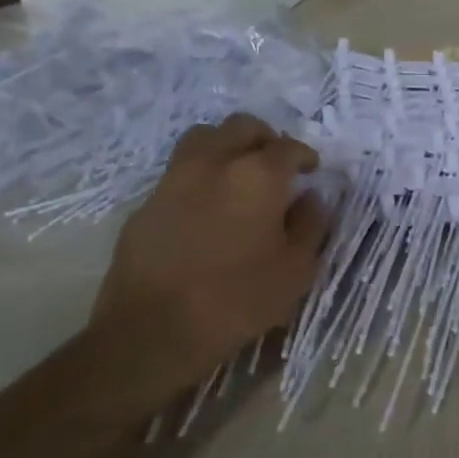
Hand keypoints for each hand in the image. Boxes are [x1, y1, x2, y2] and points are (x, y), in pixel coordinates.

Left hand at [85, 116, 329, 412]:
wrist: (152, 331)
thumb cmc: (238, 299)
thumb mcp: (297, 269)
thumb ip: (310, 225)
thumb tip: (311, 198)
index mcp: (258, 176)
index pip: (288, 147)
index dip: (305, 155)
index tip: (311, 170)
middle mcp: (215, 164)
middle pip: (242, 127)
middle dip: (265, 138)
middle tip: (276, 163)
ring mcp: (174, 180)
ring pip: (204, 138)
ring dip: (227, 145)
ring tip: (238, 173)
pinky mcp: (146, 203)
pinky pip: (179, 171)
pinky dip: (200, 175)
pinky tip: (208, 206)